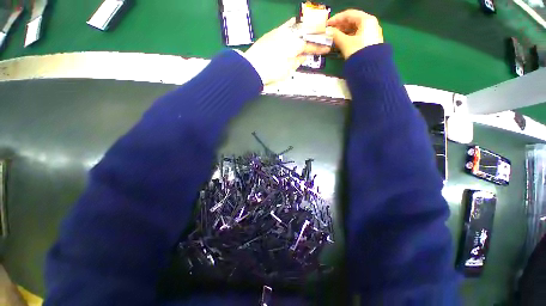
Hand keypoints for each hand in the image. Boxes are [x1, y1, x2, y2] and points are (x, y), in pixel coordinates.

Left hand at [244, 18, 330, 84]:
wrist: (253, 67)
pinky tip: (294, 20)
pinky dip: (290, 24)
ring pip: (297, 27)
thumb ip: (297, 61)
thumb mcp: (288, 70)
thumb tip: (303, 56)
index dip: (320, 48)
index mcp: (296, 46)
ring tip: (315, 27)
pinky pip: (284, 26)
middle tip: (325, 35)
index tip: (327, 48)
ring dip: (307, 27)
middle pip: (307, 34)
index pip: (311, 46)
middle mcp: (290, 35)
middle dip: (317, 35)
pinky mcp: (272, 33)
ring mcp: (281, 33)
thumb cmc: (272, 71)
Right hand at [326, 10, 383, 58]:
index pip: (349, 14)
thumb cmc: (358, 52)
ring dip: (343, 33)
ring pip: (354, 29)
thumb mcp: (345, 43)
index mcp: (366, 20)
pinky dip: (348, 38)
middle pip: (352, 21)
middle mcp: (370, 24)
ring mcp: (370, 33)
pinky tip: (341, 43)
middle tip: (330, 32)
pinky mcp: (369, 42)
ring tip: (333, 39)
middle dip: (340, 26)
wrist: (370, 68)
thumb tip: (328, 32)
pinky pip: (357, 36)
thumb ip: (336, 35)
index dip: (336, 18)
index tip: (327, 25)